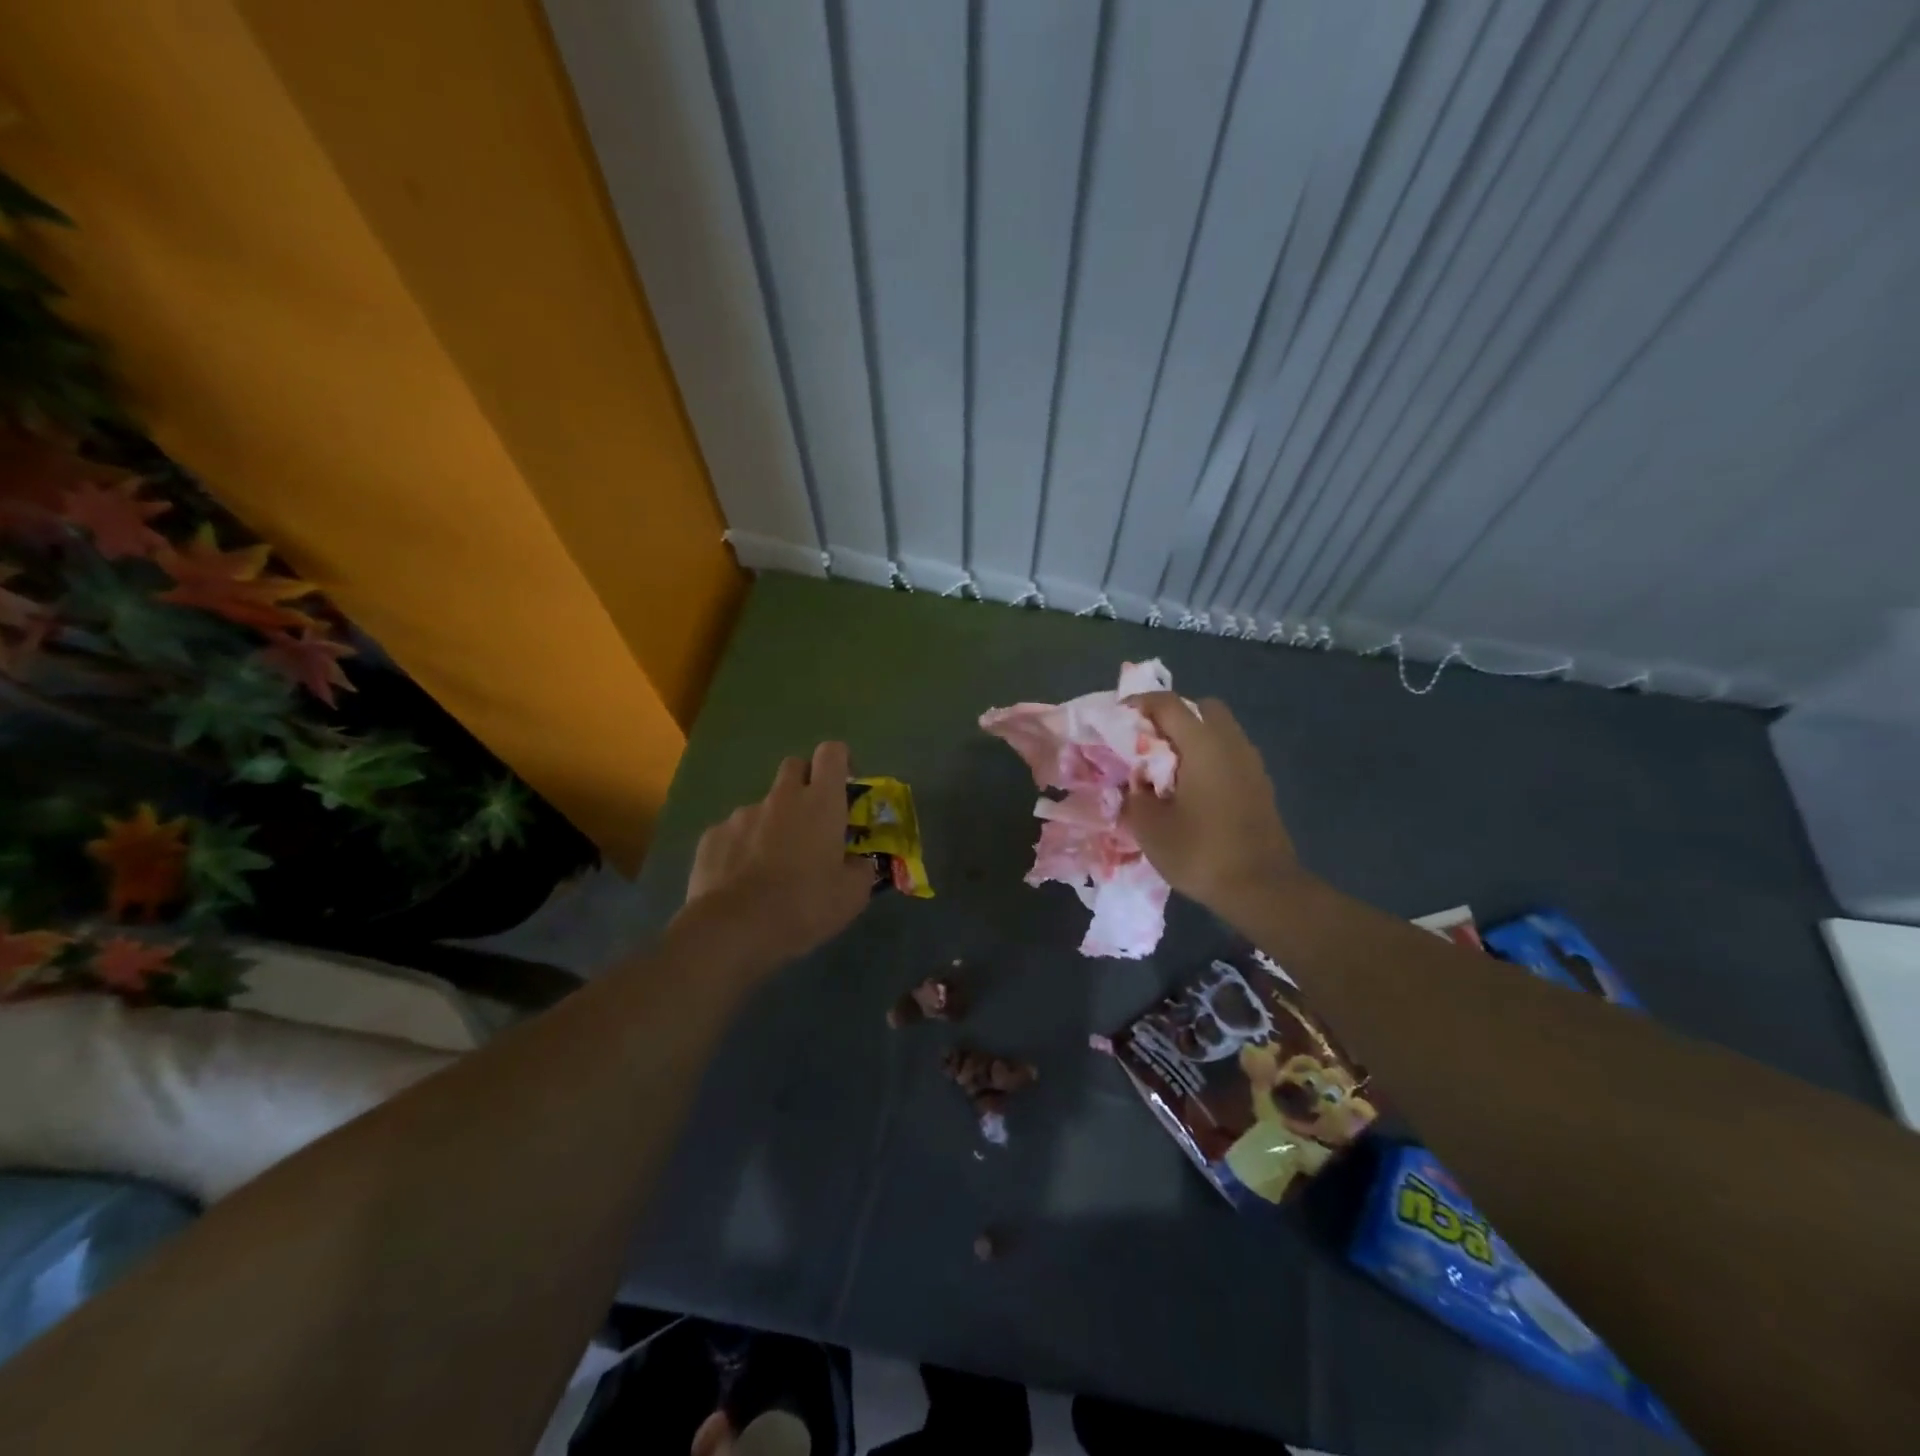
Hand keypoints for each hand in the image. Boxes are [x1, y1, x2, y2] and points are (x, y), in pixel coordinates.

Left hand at [678, 741, 873, 966]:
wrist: (734, 928)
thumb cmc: (804, 906)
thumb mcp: (852, 896)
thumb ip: (860, 869)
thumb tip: (857, 862)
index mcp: (820, 803)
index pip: (832, 753)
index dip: (840, 762)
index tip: (844, 786)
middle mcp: (781, 797)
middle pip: (794, 767)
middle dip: (804, 784)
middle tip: (810, 822)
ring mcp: (741, 814)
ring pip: (763, 806)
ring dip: (772, 823)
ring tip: (771, 865)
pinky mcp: (711, 836)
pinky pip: (733, 833)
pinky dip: (742, 848)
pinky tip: (742, 881)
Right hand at [1121, 692, 1301, 914]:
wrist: (1262, 888)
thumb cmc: (1200, 851)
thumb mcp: (1149, 826)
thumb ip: (1135, 794)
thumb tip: (1135, 781)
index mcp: (1203, 744)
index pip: (1168, 704)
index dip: (1139, 704)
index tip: (1118, 718)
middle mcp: (1231, 743)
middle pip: (1202, 708)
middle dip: (1173, 717)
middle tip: (1150, 743)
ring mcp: (1251, 764)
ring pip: (1220, 731)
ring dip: (1193, 739)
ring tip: (1168, 770)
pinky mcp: (1261, 785)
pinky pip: (1230, 755)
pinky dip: (1209, 759)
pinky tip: (1193, 790)